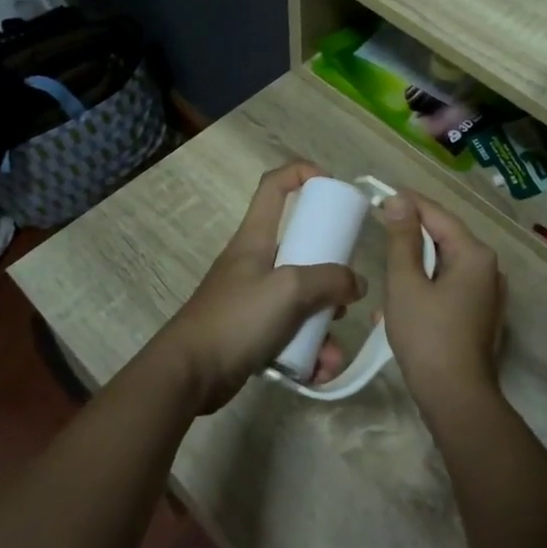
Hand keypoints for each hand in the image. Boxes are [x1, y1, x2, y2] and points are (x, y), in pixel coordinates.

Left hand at [146, 163, 365, 412]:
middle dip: (330, 274)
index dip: (301, 174)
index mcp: (256, 238)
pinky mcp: (253, 332)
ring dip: (323, 325)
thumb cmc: (237, 318)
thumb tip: (357, 284)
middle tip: (347, 294)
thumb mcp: (289, 289)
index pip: (274, 186)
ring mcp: (253, 299)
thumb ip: (330, 280)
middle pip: (300, 249)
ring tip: (331, 353)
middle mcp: (255, 262)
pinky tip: (318, 371)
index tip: (332, 185)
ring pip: (301, 300)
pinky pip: (291, 334)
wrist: (189, 373)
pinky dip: (308, 350)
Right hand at [377, 192, 502, 408]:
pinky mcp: (480, 316)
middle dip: (410, 240)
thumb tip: (399, 201)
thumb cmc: (427, 336)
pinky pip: (449, 289)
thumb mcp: (406, 283)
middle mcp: (489, 269)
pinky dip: (425, 290)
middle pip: (444, 240)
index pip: (438, 215)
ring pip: (444, 267)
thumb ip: (401, 239)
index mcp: (475, 255)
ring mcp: (488, 295)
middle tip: (378, 235)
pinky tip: (399, 308)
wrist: (456, 398)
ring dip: (414, 270)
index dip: (409, 204)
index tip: (381, 195)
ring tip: (385, 278)